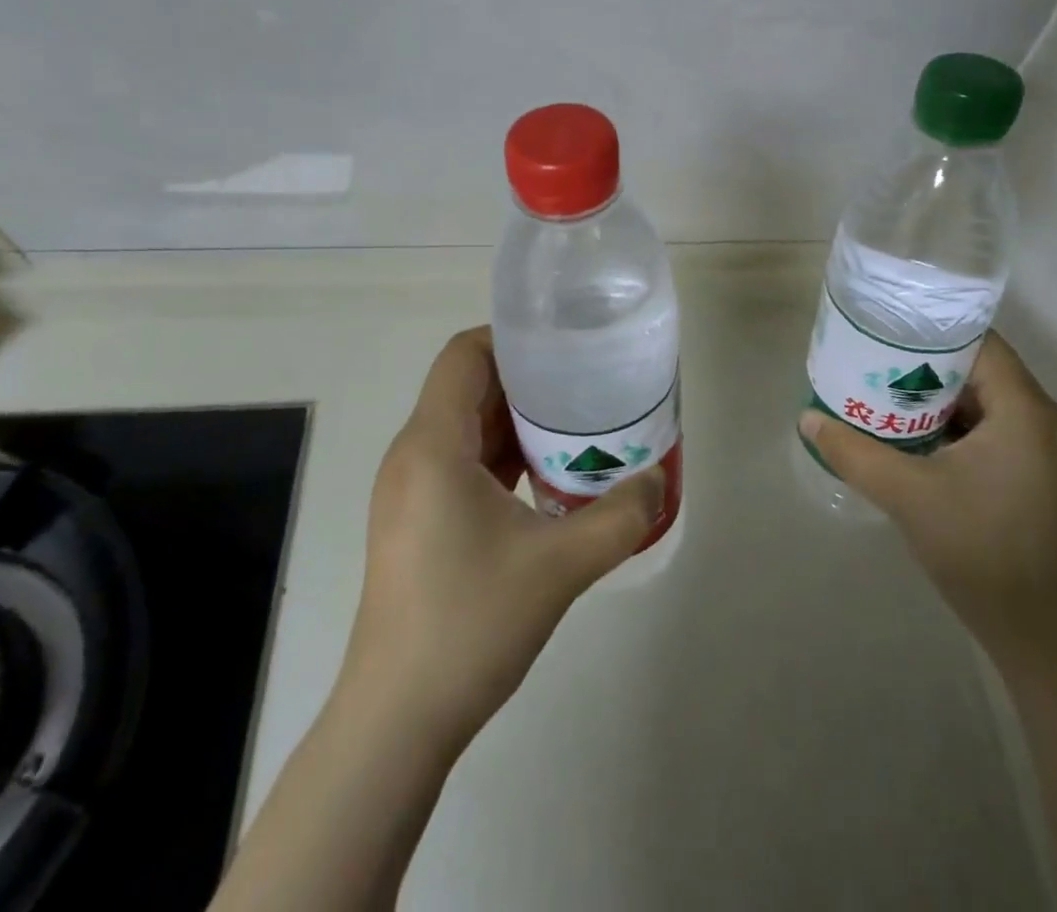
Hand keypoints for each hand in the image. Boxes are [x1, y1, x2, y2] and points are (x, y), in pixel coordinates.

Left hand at [342, 326, 664, 747]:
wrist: (397, 720)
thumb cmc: (468, 624)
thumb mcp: (558, 567)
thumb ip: (618, 517)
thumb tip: (659, 481)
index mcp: (433, 444)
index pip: (464, 354)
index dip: (511, 337)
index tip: (564, 345)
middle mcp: (414, 455)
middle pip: (468, 386)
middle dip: (526, 378)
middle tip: (586, 381)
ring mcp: (412, 490)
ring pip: (466, 426)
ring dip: (517, 419)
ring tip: (577, 422)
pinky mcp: (418, 520)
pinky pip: (462, 462)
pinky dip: (503, 454)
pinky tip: (548, 475)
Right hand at [800, 331, 1056, 669]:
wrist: (1049, 641)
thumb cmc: (982, 552)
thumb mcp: (907, 496)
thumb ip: (854, 452)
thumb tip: (808, 420)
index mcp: (1026, 412)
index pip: (980, 342)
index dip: (932, 331)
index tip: (886, 329)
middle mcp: (1048, 422)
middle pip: (983, 371)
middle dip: (928, 367)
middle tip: (876, 364)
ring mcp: (1051, 455)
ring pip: (990, 404)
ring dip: (942, 400)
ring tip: (888, 397)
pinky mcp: (1045, 481)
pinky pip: (999, 433)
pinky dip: (960, 429)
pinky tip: (921, 443)